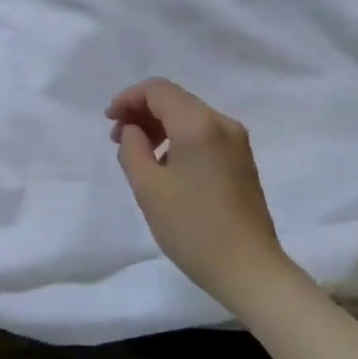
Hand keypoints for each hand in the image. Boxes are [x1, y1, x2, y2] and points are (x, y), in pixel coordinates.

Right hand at [108, 78, 297, 308]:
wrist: (248, 268)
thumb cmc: (192, 227)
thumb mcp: (148, 188)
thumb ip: (132, 148)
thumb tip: (134, 130)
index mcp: (199, 124)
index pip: (158, 90)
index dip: (128, 98)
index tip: (108, 121)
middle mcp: (222, 124)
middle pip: (175, 99)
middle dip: (142, 112)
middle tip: (118, 139)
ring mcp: (237, 143)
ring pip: (190, 117)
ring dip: (160, 126)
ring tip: (138, 154)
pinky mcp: (242, 161)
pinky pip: (204, 135)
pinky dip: (179, 139)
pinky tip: (165, 166)